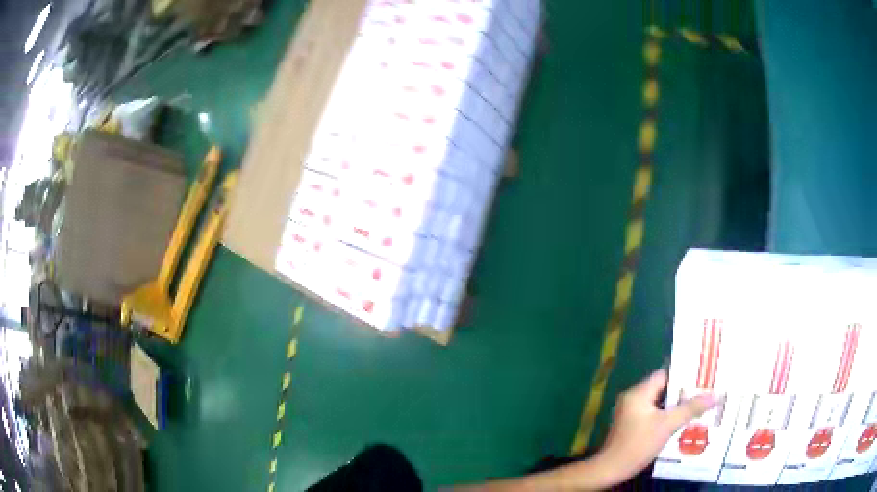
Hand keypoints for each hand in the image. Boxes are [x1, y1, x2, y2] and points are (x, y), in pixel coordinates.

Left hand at [592, 369, 715, 484]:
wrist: (609, 470)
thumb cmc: (638, 445)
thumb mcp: (667, 426)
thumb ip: (690, 409)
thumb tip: (715, 395)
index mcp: (638, 393)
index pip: (664, 375)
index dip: (684, 376)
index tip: (702, 378)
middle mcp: (633, 399)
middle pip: (663, 389)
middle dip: (684, 393)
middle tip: (705, 394)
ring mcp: (631, 413)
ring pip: (659, 404)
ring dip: (677, 406)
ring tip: (699, 407)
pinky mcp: (632, 426)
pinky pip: (654, 415)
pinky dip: (667, 417)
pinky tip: (683, 423)